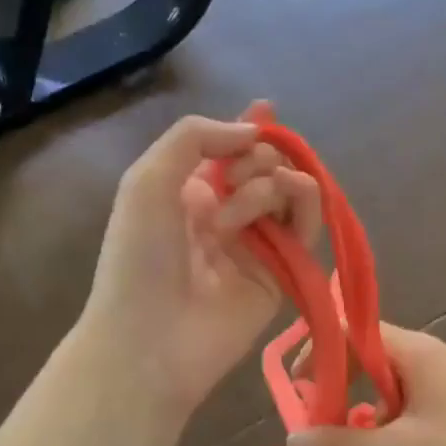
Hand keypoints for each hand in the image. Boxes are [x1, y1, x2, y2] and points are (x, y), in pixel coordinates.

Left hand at [79, 103, 321, 423]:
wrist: (151, 338)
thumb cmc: (140, 255)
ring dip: (274, 177)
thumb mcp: (148, 178)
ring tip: (248, 194)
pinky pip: (305, 227)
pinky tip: (294, 189)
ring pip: (287, 192)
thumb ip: (195, 137)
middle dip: (257, 155)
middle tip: (236, 175)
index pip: (226, 152)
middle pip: (262, 168)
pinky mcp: (282, 273)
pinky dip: (306, 200)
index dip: (246, 128)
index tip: (266, 108)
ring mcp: (255, 245)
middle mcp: (223, 215)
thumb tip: (253, 133)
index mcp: (187, 194)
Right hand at [287, 325, 445, 445]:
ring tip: (346, 438)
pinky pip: (407, 397)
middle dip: (339, 382)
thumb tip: (291, 437)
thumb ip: (341, 444)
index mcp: (417, 351)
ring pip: (387, 379)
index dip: (322, 352)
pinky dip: (386, 416)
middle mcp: (430, 354)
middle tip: (317, 416)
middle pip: (369, 353)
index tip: (299, 385)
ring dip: (361, 403)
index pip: (355, 331)